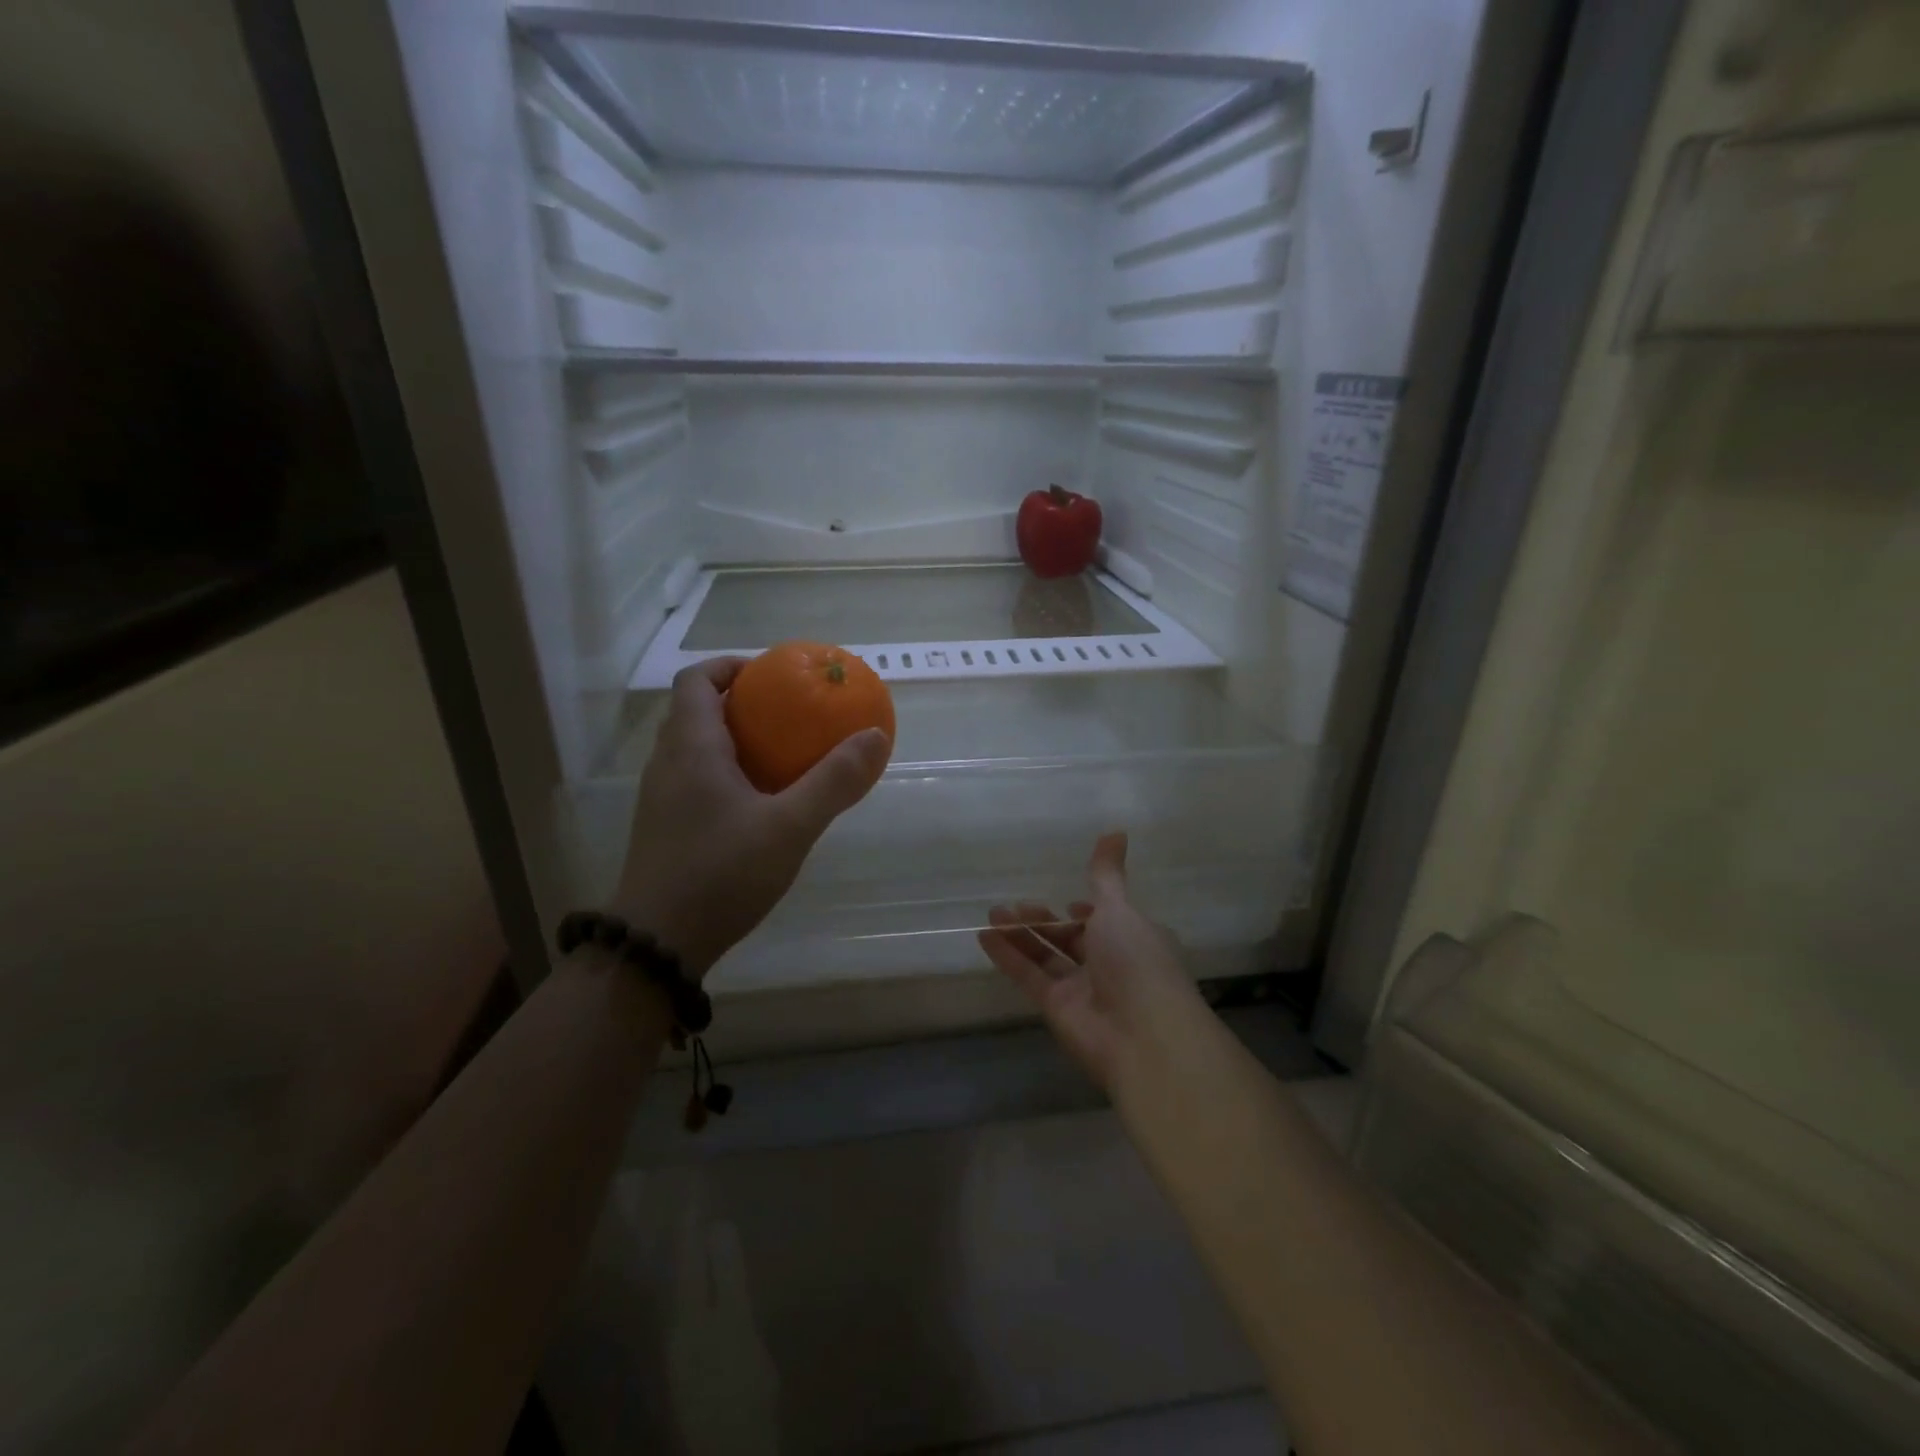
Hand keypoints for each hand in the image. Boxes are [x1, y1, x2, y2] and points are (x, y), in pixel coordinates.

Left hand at [613, 658, 890, 977]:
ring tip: (783, 754)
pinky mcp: (665, 827)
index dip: (731, 666)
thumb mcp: (790, 827)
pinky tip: (762, 803)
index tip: (772, 675)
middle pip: (697, 711)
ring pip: (696, 748)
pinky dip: (728, 772)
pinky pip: (696, 779)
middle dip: (741, 703)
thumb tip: (874, 736)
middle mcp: (668, 763)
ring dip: (735, 740)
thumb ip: (833, 781)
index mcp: (691, 748)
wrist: (657, 944)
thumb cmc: (721, 874)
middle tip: (789, 714)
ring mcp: (661, 798)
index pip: (696, 680)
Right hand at [977, 833, 1204, 1092]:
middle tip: (1013, 906)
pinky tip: (985, 935)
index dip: (1087, 911)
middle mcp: (1110, 964)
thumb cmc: (1137, 962)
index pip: (1107, 921)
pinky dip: (1008, 956)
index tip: (1068, 900)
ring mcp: (1083, 988)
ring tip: (992, 913)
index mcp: (1134, 939)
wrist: (1142, 1038)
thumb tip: (1116, 830)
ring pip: (1047, 956)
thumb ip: (1105, 875)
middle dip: (1044, 921)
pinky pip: (1029, 975)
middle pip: (1072, 938)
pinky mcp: (1057, 1008)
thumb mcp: (1119, 910)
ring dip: (1021, 935)